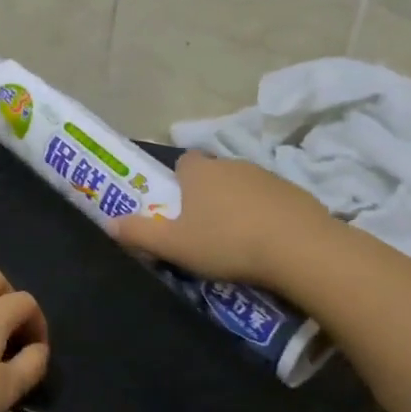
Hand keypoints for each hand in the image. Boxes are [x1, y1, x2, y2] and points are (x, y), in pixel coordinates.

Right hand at [110, 151, 337, 286]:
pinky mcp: (297, 194)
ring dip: (238, 206)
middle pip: (213, 175)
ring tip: (236, 241)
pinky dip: (266, 216)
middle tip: (203, 230)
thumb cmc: (226, 242)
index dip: (178, 182)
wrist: (299, 249)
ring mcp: (268, 177)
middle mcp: (232, 165)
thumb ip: (139, 233)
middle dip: (207, 196)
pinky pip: (272, 202)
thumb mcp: (173, 245)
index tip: (177, 207)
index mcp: (200, 172)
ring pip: (244, 187)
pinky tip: (266, 244)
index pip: (183, 162)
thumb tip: (111, 223)